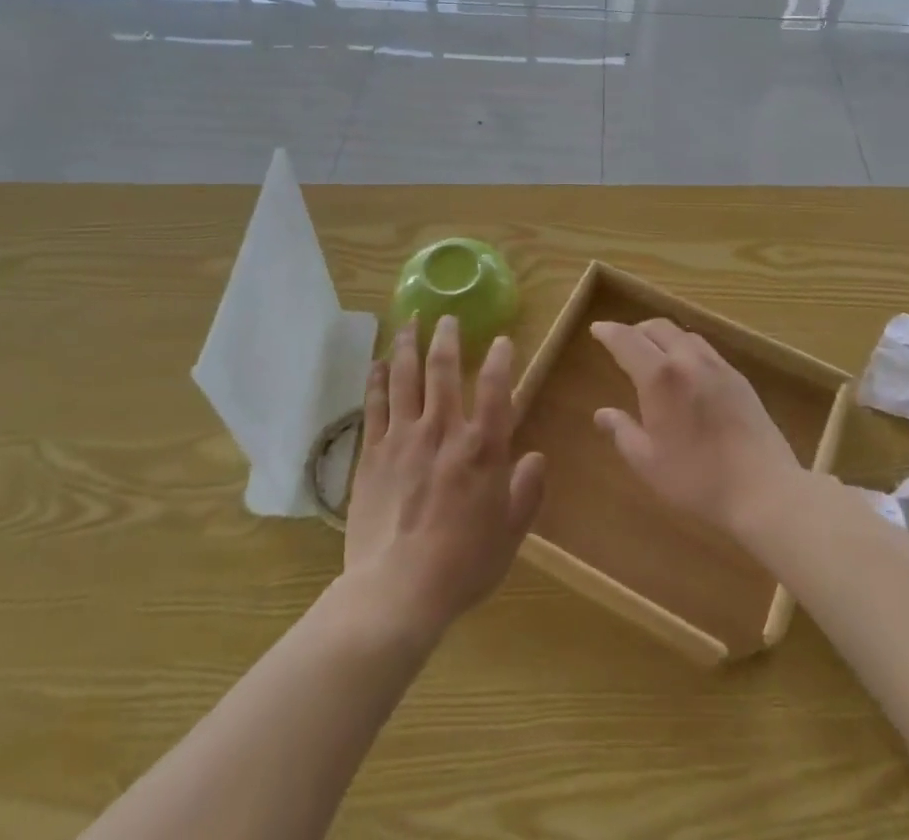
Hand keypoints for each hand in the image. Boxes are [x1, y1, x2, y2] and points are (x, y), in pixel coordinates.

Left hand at [342, 317, 545, 643]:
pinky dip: (376, 379)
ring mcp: (403, 438)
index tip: (502, 340)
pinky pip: (374, 405)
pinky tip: (377, 363)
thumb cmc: (462, 565)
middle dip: (447, 337)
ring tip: (409, 322)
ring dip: (407, 345)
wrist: (397, 590)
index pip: (496, 388)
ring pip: (404, 377)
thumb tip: (537, 457)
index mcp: (482, 448)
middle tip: (447, 317)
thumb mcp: (510, 533)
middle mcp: (443, 430)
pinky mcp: (371, 453)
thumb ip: (527, 491)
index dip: (501, 359)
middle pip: (443, 369)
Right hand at [591, 318, 802, 535]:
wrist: (764, 489)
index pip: (627, 340)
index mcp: (660, 377)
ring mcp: (717, 366)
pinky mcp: (739, 378)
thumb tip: (602, 413)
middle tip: (623, 342)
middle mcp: (687, 360)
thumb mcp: (648, 462)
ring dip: (662, 335)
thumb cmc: (698, 478)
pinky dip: (686, 348)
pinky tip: (687, 369)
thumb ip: (622, 432)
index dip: (609, 332)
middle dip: (636, 330)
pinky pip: (705, 349)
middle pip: (657, 328)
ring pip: (684, 334)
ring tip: (654, 352)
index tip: (597, 329)